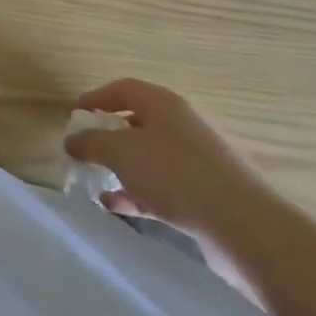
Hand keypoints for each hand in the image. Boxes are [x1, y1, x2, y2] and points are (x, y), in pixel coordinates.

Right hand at [64, 79, 278, 248]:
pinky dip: (137, 191)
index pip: (123, 89)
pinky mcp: (203, 192)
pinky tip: (118, 206)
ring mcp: (195, 160)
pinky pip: (161, 185)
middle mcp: (181, 126)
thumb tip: (72, 140)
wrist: (243, 225)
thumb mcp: (120, 152)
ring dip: (120, 167)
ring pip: (147, 156)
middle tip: (83, 151)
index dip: (95, 99)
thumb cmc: (174, 174)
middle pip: (136, 122)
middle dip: (106, 136)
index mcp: (164, 104)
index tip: (73, 117)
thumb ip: (90, 143)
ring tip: (96, 181)